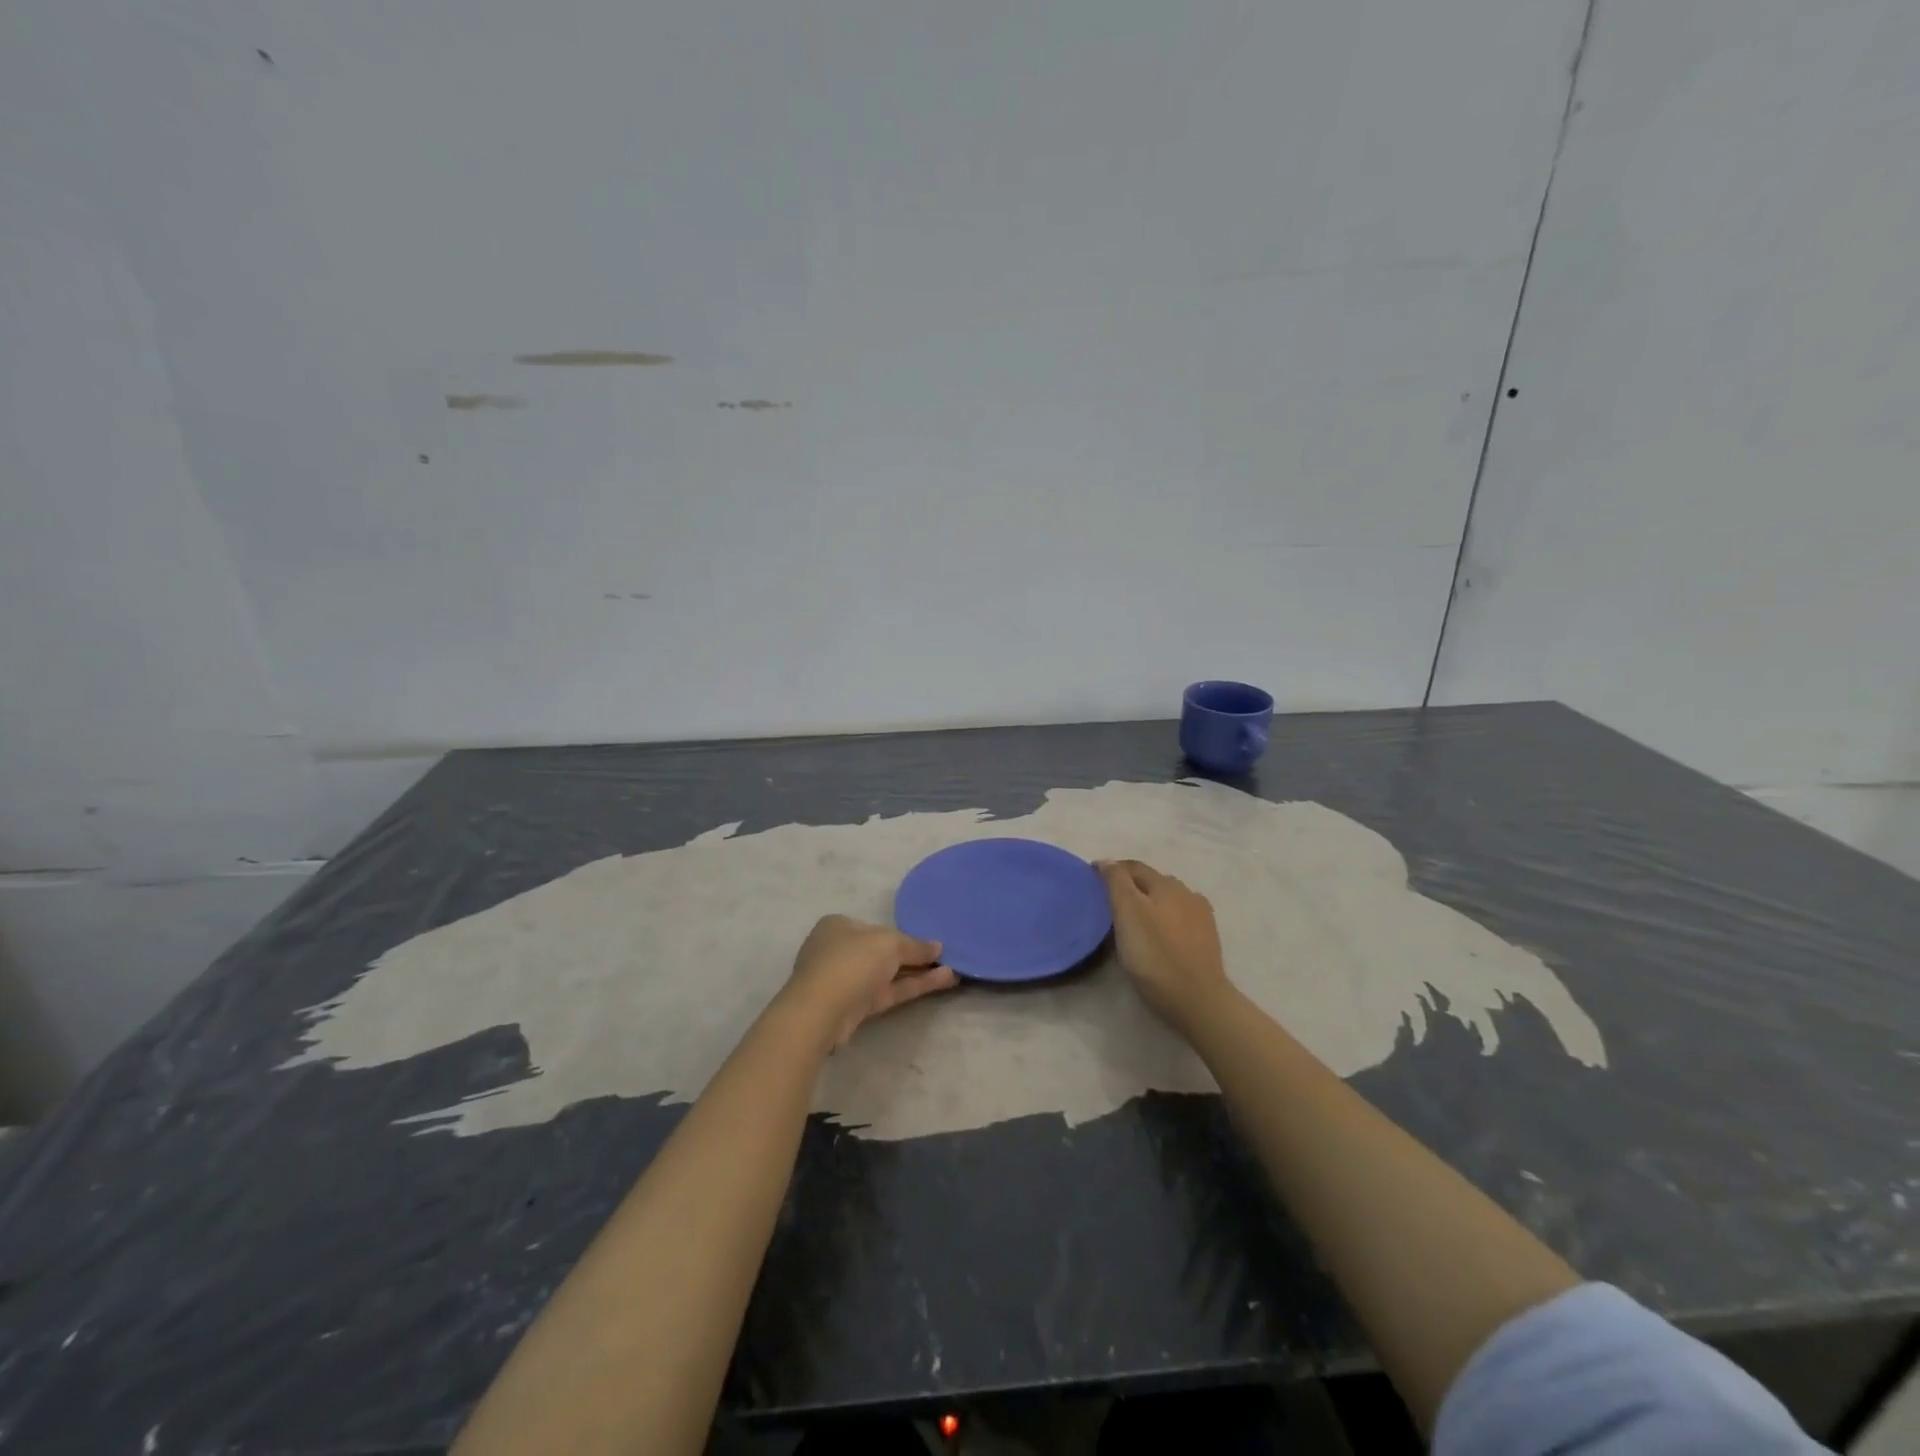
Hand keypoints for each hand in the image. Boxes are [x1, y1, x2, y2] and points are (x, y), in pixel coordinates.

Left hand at [784, 915, 957, 1048]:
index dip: (903, 934)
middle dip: (914, 955)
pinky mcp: (856, 1007)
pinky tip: (942, 981)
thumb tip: (938, 947)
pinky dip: (913, 986)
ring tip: (953, 970)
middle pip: (883, 952)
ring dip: (919, 972)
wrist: (822, 1011)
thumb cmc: (852, 961)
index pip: (876, 927)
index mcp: (839, 926)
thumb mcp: (890, 943)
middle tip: (945, 956)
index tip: (928, 940)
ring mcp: (847, 980)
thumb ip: (915, 945)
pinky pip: (890, 991)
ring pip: (888, 974)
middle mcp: (840, 950)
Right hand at [1096, 859, 1234, 1035]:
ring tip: (1132, 918)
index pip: (1133, 867)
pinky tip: (1159, 932)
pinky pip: (1179, 919)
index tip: (1091, 878)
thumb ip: (1117, 883)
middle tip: (1108, 900)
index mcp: (1166, 884)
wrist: (1198, 1000)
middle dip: (1130, 885)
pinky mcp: (1206, 940)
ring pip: (1167, 900)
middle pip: (1152, 881)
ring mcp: (1200, 917)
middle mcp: (1187, 893)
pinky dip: (1164, 919)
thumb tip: (1107, 861)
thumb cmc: (1156, 955)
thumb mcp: (1128, 914)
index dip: (1111, 869)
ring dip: (1149, 902)